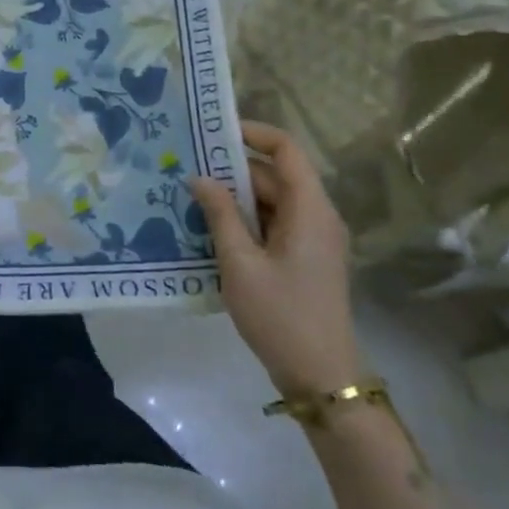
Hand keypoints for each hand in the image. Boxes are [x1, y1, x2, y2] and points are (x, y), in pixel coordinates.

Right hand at [189, 119, 358, 398]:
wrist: (321, 376)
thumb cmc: (281, 315)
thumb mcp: (240, 262)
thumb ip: (220, 215)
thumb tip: (199, 177)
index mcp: (310, 210)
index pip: (287, 150)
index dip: (254, 134)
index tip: (214, 132)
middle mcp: (317, 217)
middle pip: (275, 177)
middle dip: (232, 170)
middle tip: (188, 168)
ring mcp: (312, 239)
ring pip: (272, 202)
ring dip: (235, 199)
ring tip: (191, 198)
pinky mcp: (304, 259)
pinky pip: (273, 225)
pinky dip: (245, 222)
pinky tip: (210, 230)